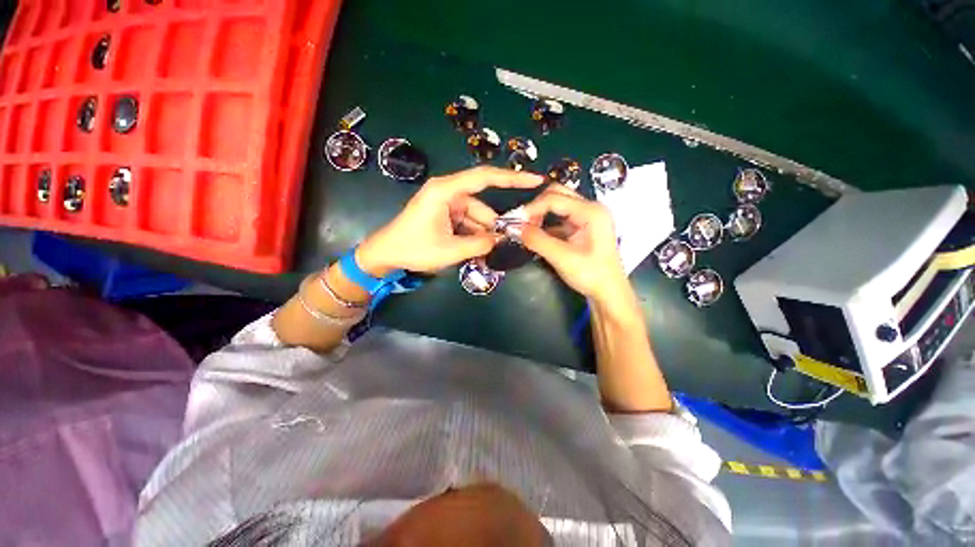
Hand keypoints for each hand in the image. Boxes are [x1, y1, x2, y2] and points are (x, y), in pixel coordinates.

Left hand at [357, 167, 544, 274]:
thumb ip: (479, 245)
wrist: (386, 255)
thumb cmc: (413, 248)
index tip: (536, 179)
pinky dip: (475, 237)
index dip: (512, 178)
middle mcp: (449, 193)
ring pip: (477, 218)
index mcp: (445, 191)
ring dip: (484, 236)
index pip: (484, 177)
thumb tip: (502, 240)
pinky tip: (478, 252)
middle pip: (482, 206)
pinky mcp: (446, 216)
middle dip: (494, 226)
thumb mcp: (449, 250)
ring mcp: (447, 205)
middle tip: (510, 242)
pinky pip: (468, 224)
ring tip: (488, 254)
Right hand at [519, 185, 630, 305]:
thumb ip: (537, 240)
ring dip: (541, 214)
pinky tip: (537, 234)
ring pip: (558, 205)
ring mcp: (587, 216)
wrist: (609, 292)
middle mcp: (590, 208)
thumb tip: (514, 228)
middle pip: (557, 194)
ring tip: (527, 229)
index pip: (554, 198)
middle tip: (522, 223)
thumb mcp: (562, 258)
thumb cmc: (590, 274)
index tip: (516, 222)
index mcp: (591, 211)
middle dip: (537, 207)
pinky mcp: (583, 226)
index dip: (533, 208)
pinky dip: (546, 224)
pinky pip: (560, 218)